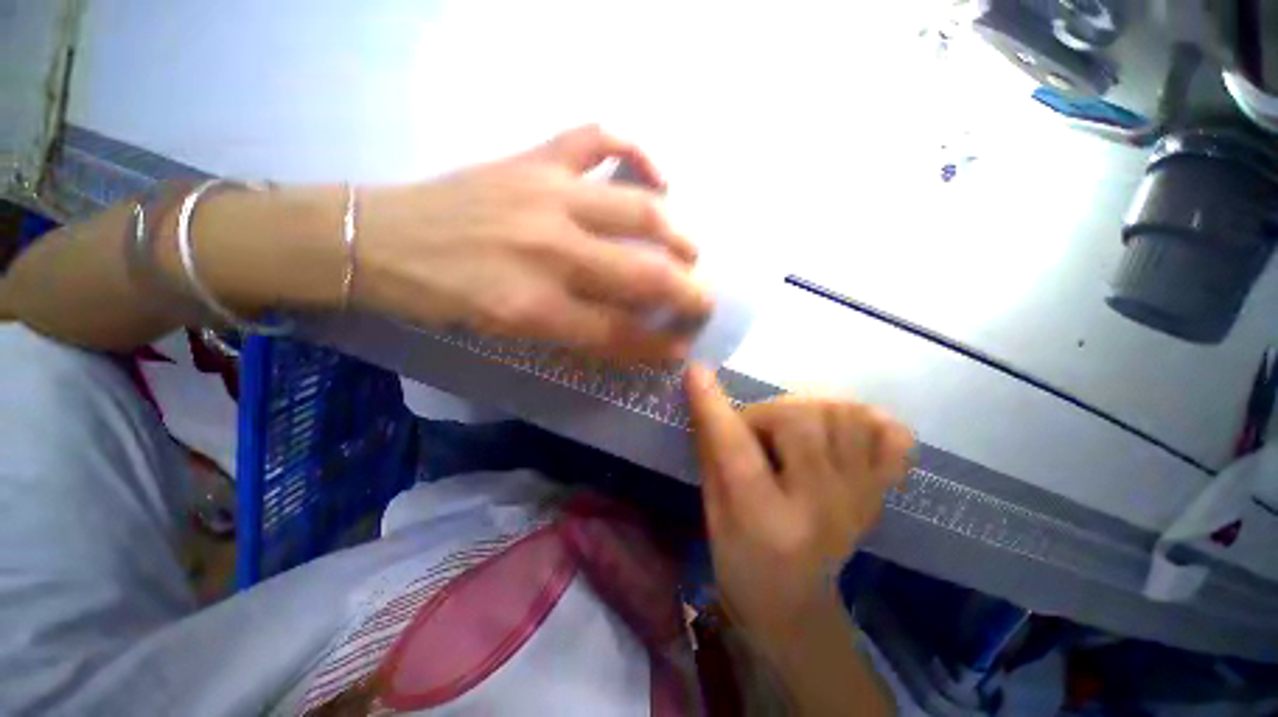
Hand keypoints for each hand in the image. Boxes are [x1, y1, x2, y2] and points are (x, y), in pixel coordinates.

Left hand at [353, 125, 709, 359]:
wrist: (380, 240)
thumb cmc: (444, 299)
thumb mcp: (510, 333)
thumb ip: (575, 334)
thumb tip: (630, 333)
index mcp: (535, 307)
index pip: (620, 332)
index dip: (658, 345)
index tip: (683, 347)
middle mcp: (550, 251)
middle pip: (643, 273)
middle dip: (687, 291)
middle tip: (704, 299)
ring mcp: (545, 195)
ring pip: (637, 208)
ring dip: (678, 233)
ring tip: (692, 249)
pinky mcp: (533, 160)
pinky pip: (596, 137)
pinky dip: (636, 149)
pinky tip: (657, 172)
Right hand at [685, 365, 912, 649]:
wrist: (794, 606)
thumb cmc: (739, 562)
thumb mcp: (711, 512)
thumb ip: (710, 452)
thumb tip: (704, 397)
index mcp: (766, 521)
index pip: (737, 450)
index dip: (713, 406)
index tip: (696, 371)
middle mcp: (822, 507)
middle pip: (801, 422)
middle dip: (766, 413)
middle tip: (755, 432)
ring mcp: (860, 499)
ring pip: (844, 415)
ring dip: (806, 410)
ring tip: (790, 432)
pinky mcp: (880, 494)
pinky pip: (893, 437)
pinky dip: (867, 421)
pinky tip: (842, 430)